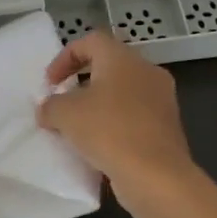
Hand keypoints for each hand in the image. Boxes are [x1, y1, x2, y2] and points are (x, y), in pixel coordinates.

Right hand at [37, 31, 195, 211]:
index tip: (50, 84)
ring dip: (99, 105)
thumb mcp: (65, 114)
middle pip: (108, 65)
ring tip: (79, 128)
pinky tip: (101, 146)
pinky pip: (135, 116)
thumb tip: (48, 109)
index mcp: (122, 57)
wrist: (157, 176)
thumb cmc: (109, 131)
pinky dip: (116, 124)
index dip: (65, 58)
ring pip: (123, 92)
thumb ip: (50, 105)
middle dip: (82, 82)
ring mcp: (162, 99)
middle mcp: (146, 70)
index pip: (90, 41)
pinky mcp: (168, 126)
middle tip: (64, 102)